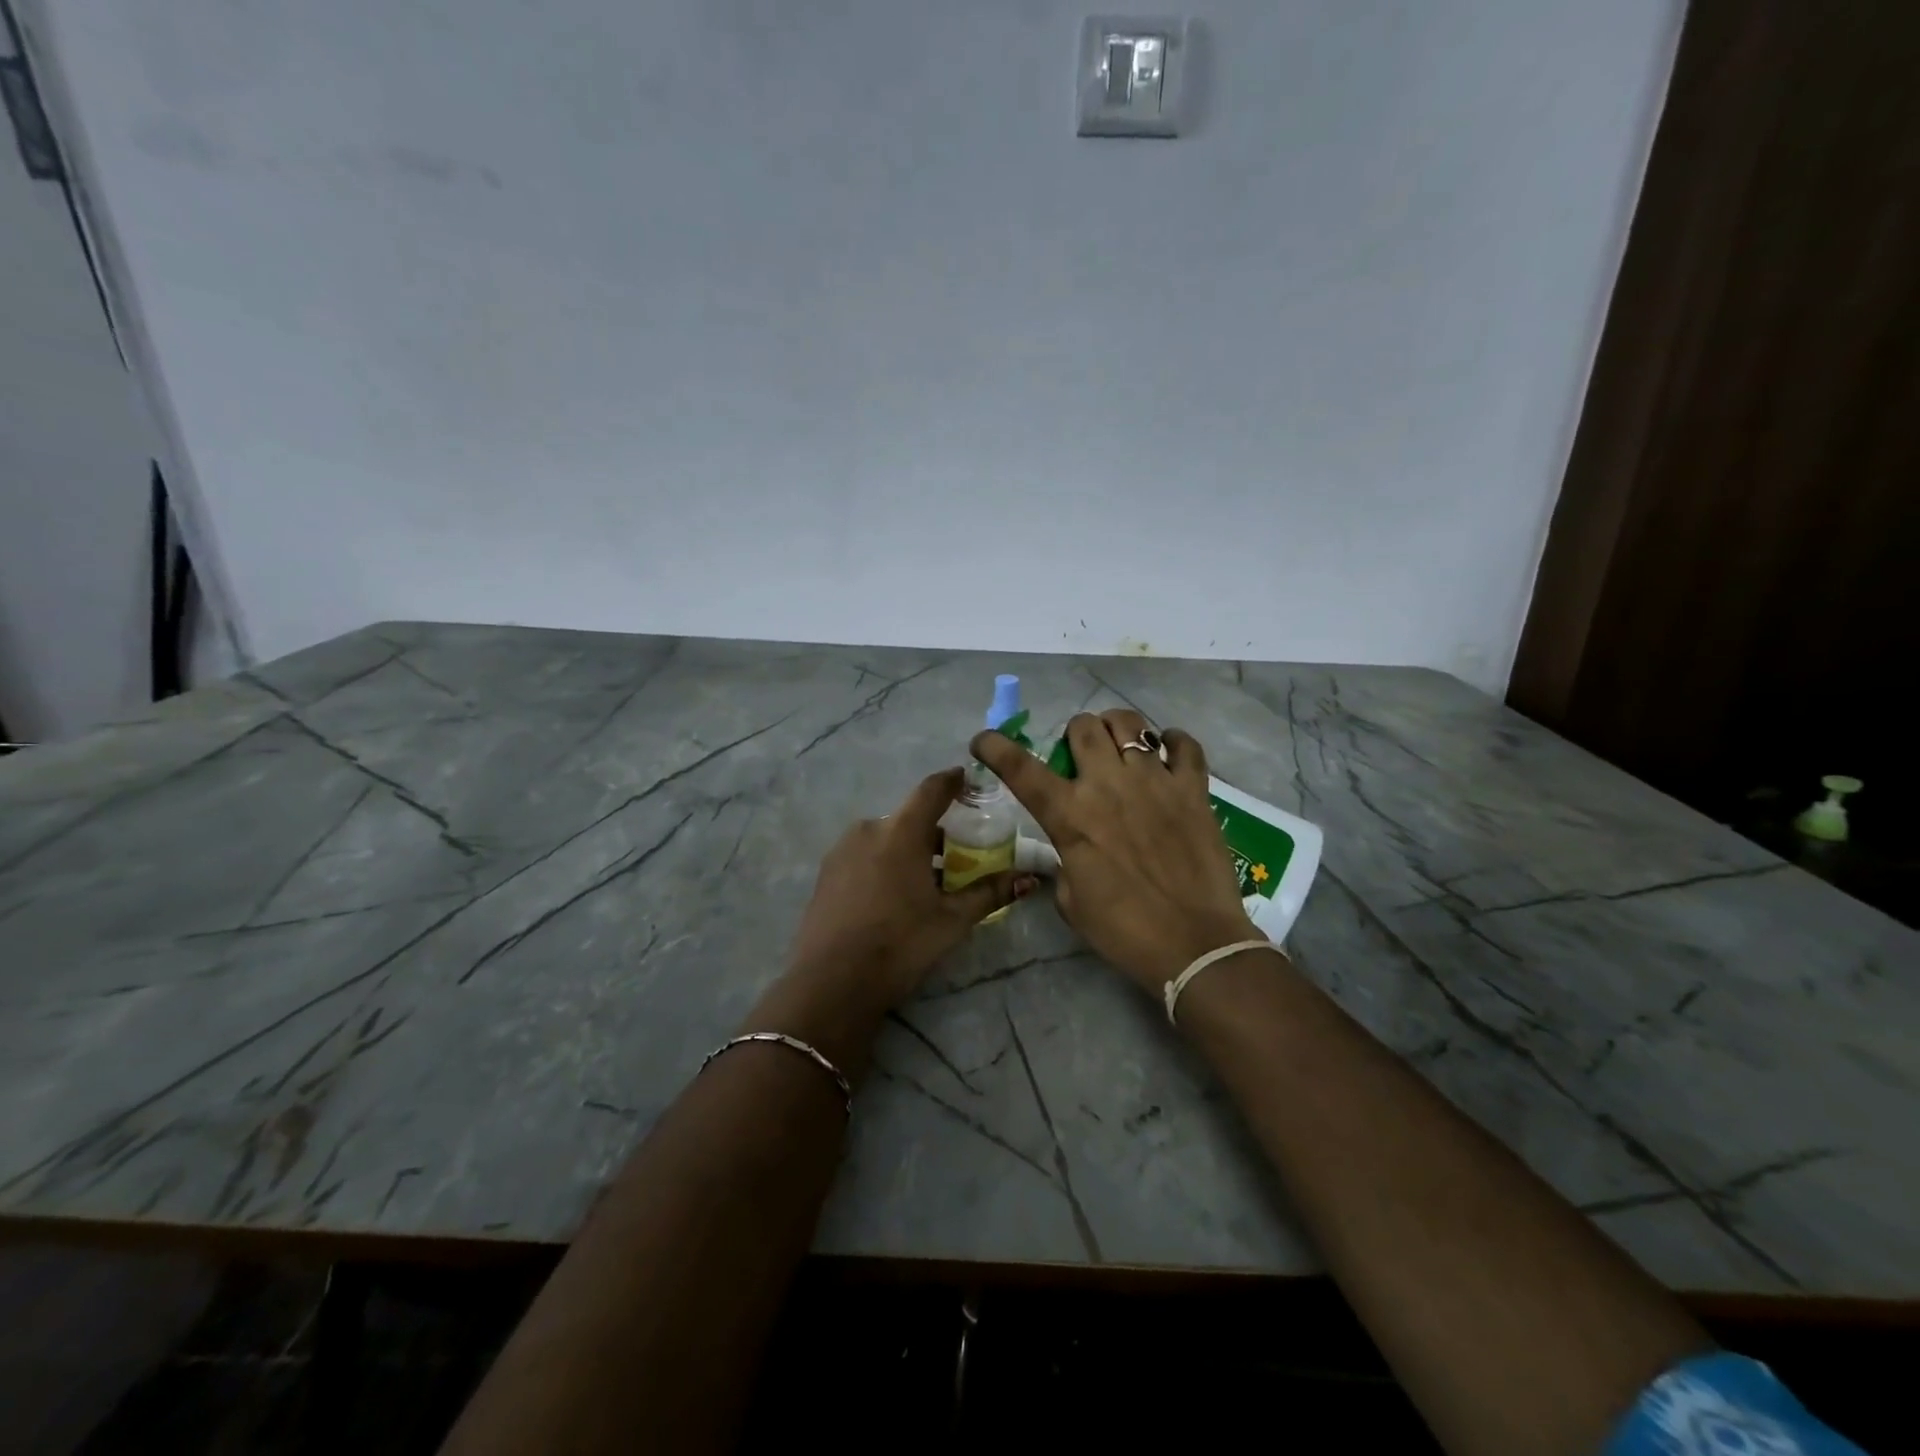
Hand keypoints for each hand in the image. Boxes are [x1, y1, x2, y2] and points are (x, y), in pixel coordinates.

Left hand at [778, 768, 1033, 1013]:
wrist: (830, 983)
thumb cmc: (900, 944)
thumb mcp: (952, 920)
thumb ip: (990, 893)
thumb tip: (1029, 878)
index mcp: (901, 831)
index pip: (932, 790)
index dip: (952, 781)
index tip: (968, 779)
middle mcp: (869, 829)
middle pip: (909, 818)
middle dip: (935, 830)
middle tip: (959, 854)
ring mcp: (841, 850)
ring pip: (885, 838)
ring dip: (909, 849)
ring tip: (928, 882)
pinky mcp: (826, 873)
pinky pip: (864, 855)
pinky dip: (885, 863)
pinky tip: (894, 896)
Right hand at [972, 711, 1257, 995]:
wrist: (1195, 945)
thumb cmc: (1124, 931)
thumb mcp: (1071, 900)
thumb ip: (1066, 860)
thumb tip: (1074, 847)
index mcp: (1070, 815)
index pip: (1020, 768)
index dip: (995, 747)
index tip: (984, 739)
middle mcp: (1108, 785)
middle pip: (1082, 726)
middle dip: (1074, 733)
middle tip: (1081, 754)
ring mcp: (1155, 781)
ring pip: (1130, 723)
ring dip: (1116, 729)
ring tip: (1121, 746)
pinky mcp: (1193, 789)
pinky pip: (1185, 745)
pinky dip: (1173, 742)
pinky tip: (1169, 754)